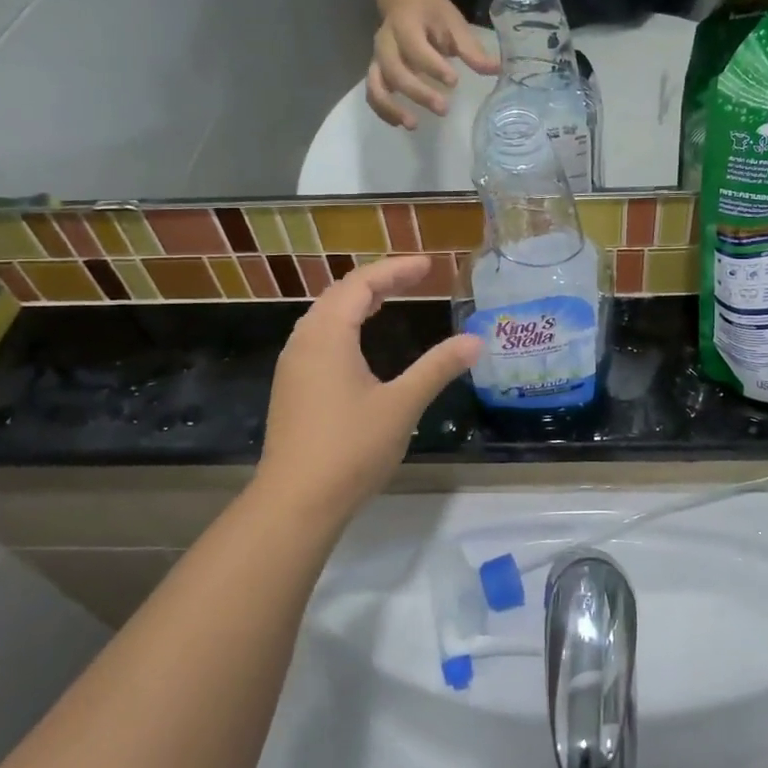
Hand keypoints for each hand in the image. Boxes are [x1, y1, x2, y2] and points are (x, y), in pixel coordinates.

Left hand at [257, 257, 481, 523]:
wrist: (296, 502)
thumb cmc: (350, 448)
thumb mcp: (402, 405)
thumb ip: (437, 368)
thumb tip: (475, 341)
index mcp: (327, 334)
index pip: (361, 283)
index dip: (396, 270)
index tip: (429, 266)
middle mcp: (304, 341)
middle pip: (340, 294)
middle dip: (379, 281)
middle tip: (416, 278)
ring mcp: (293, 366)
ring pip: (325, 317)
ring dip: (358, 302)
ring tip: (389, 299)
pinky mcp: (292, 388)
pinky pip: (319, 338)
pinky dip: (345, 325)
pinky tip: (361, 344)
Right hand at [367, 0, 499, 129]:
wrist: (405, 0)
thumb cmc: (433, 14)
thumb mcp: (453, 24)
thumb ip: (471, 49)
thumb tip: (497, 70)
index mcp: (406, 24)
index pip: (415, 47)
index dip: (433, 66)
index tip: (454, 81)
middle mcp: (386, 42)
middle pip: (394, 71)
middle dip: (418, 92)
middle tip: (443, 109)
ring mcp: (377, 58)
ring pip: (376, 85)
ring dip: (392, 107)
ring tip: (413, 125)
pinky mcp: (376, 72)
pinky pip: (373, 94)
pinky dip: (384, 111)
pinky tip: (403, 123)